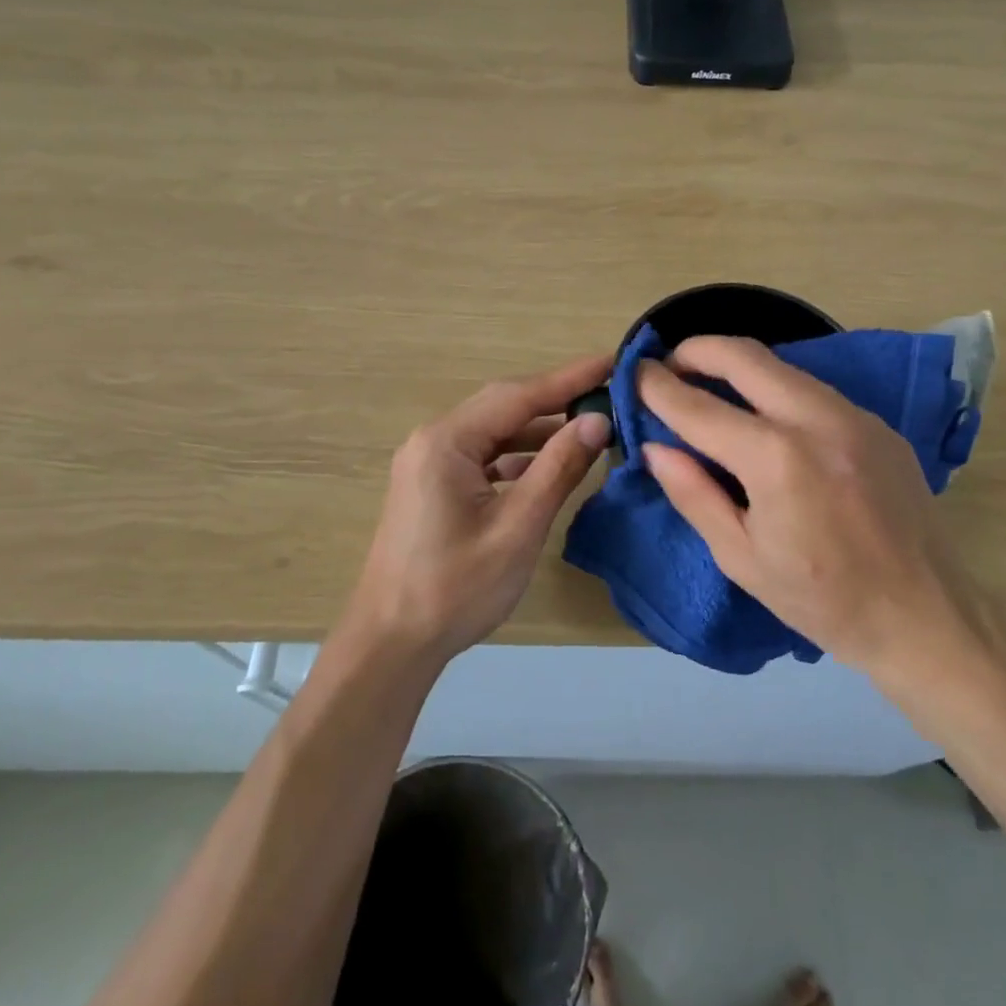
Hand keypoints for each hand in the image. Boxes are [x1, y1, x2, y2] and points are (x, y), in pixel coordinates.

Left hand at [347, 354, 613, 662]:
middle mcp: (433, 440)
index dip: (570, 378)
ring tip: (588, 429)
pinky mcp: (432, 485)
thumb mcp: (518, 527)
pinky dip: (517, 456)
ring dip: (538, 430)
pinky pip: (482, 455)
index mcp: (447, 441)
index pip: (519, 395)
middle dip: (557, 399)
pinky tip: (545, 468)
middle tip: (608, 393)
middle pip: (504, 406)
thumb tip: (598, 421)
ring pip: (494, 431)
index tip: (613, 361)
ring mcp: (428, 463)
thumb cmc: (455, 588)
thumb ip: (558, 468)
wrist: (391, 644)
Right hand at [637, 336, 986, 681]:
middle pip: (744, 356)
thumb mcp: (741, 558)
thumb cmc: (822, 600)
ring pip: (782, 366)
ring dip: (737, 366)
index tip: (634, 374)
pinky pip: (812, 389)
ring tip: (708, 386)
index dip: (658, 387)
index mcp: (776, 459)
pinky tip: (764, 417)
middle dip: (696, 350)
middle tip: (669, 365)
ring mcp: (854, 416)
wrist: (925, 616)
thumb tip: (655, 447)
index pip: (699, 407)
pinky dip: (775, 389)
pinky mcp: (877, 423)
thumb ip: (692, 493)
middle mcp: (817, 419)